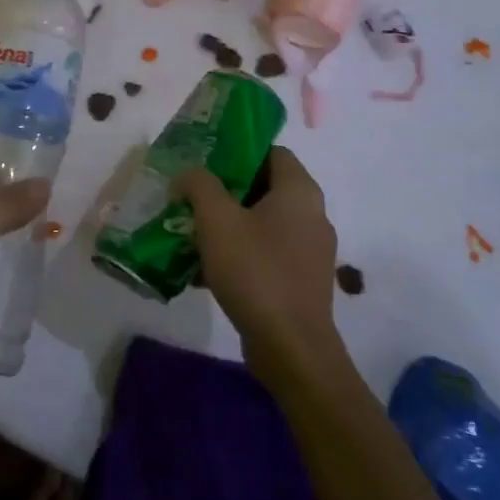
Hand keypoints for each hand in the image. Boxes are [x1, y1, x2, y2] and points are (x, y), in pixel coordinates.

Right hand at [175, 147, 343, 392]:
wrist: (291, 347)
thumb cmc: (256, 272)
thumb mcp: (217, 220)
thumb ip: (199, 185)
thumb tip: (188, 174)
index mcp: (300, 191)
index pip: (271, 151)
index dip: (237, 151)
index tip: (204, 162)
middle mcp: (312, 214)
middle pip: (264, 187)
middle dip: (224, 191)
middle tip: (190, 198)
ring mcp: (310, 250)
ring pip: (262, 223)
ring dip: (228, 225)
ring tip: (192, 233)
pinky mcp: (301, 280)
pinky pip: (266, 253)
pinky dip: (239, 253)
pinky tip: (206, 269)